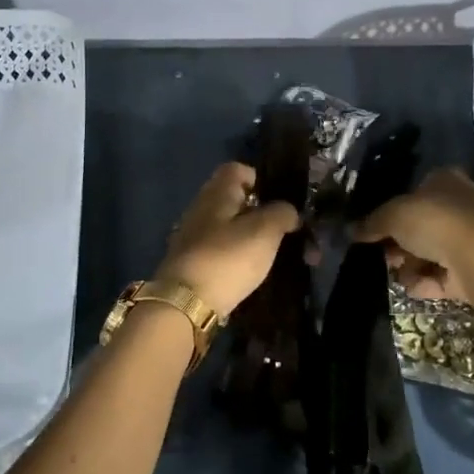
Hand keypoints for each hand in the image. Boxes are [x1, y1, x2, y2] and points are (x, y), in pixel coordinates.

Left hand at [155, 163, 301, 318]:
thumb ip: (282, 213)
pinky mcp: (192, 263)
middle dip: (261, 214)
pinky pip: (221, 251)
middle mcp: (201, 208)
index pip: (237, 169)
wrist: (185, 303)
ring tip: (274, 256)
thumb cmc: (228, 258)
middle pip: (234, 200)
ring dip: (251, 238)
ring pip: (229, 228)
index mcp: (217, 192)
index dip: (260, 179)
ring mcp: (193, 237)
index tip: (280, 200)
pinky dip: (238, 258)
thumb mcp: (265, 231)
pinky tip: (251, 273)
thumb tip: (288, 211)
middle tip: (284, 231)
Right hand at [352, 168, 473, 301]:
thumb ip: (372, 222)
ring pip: (431, 253)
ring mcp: (471, 239)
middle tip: (385, 255)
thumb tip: (351, 230)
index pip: (414, 192)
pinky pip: (444, 276)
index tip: (374, 230)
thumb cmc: (437, 221)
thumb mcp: (394, 215)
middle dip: (400, 243)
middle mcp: (461, 205)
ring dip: (411, 265)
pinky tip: (416, 286)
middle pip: (421, 226)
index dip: (392, 212)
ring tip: (399, 274)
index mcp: (444, 181)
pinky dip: (428, 282)